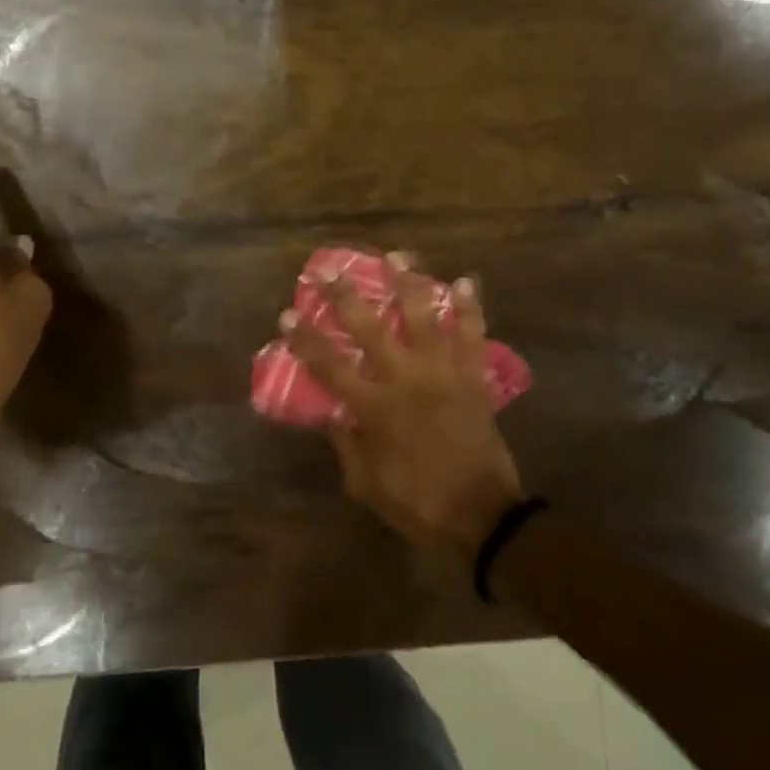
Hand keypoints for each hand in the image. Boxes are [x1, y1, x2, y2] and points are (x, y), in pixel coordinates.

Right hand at [284, 257, 525, 556]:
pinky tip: (466, 280)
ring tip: (397, 255)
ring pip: (423, 317)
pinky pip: (473, 336)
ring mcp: (442, 373)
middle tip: (328, 271)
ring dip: (408, 283)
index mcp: (374, 407)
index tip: (287, 313)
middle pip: (369, 328)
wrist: (482, 515)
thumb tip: (331, 414)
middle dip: (344, 297)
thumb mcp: (366, 484)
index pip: (329, 365)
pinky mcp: (473, 377)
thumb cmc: (418, 503)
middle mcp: (405, 379)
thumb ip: (345, 444)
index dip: (305, 338)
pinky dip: (471, 308)